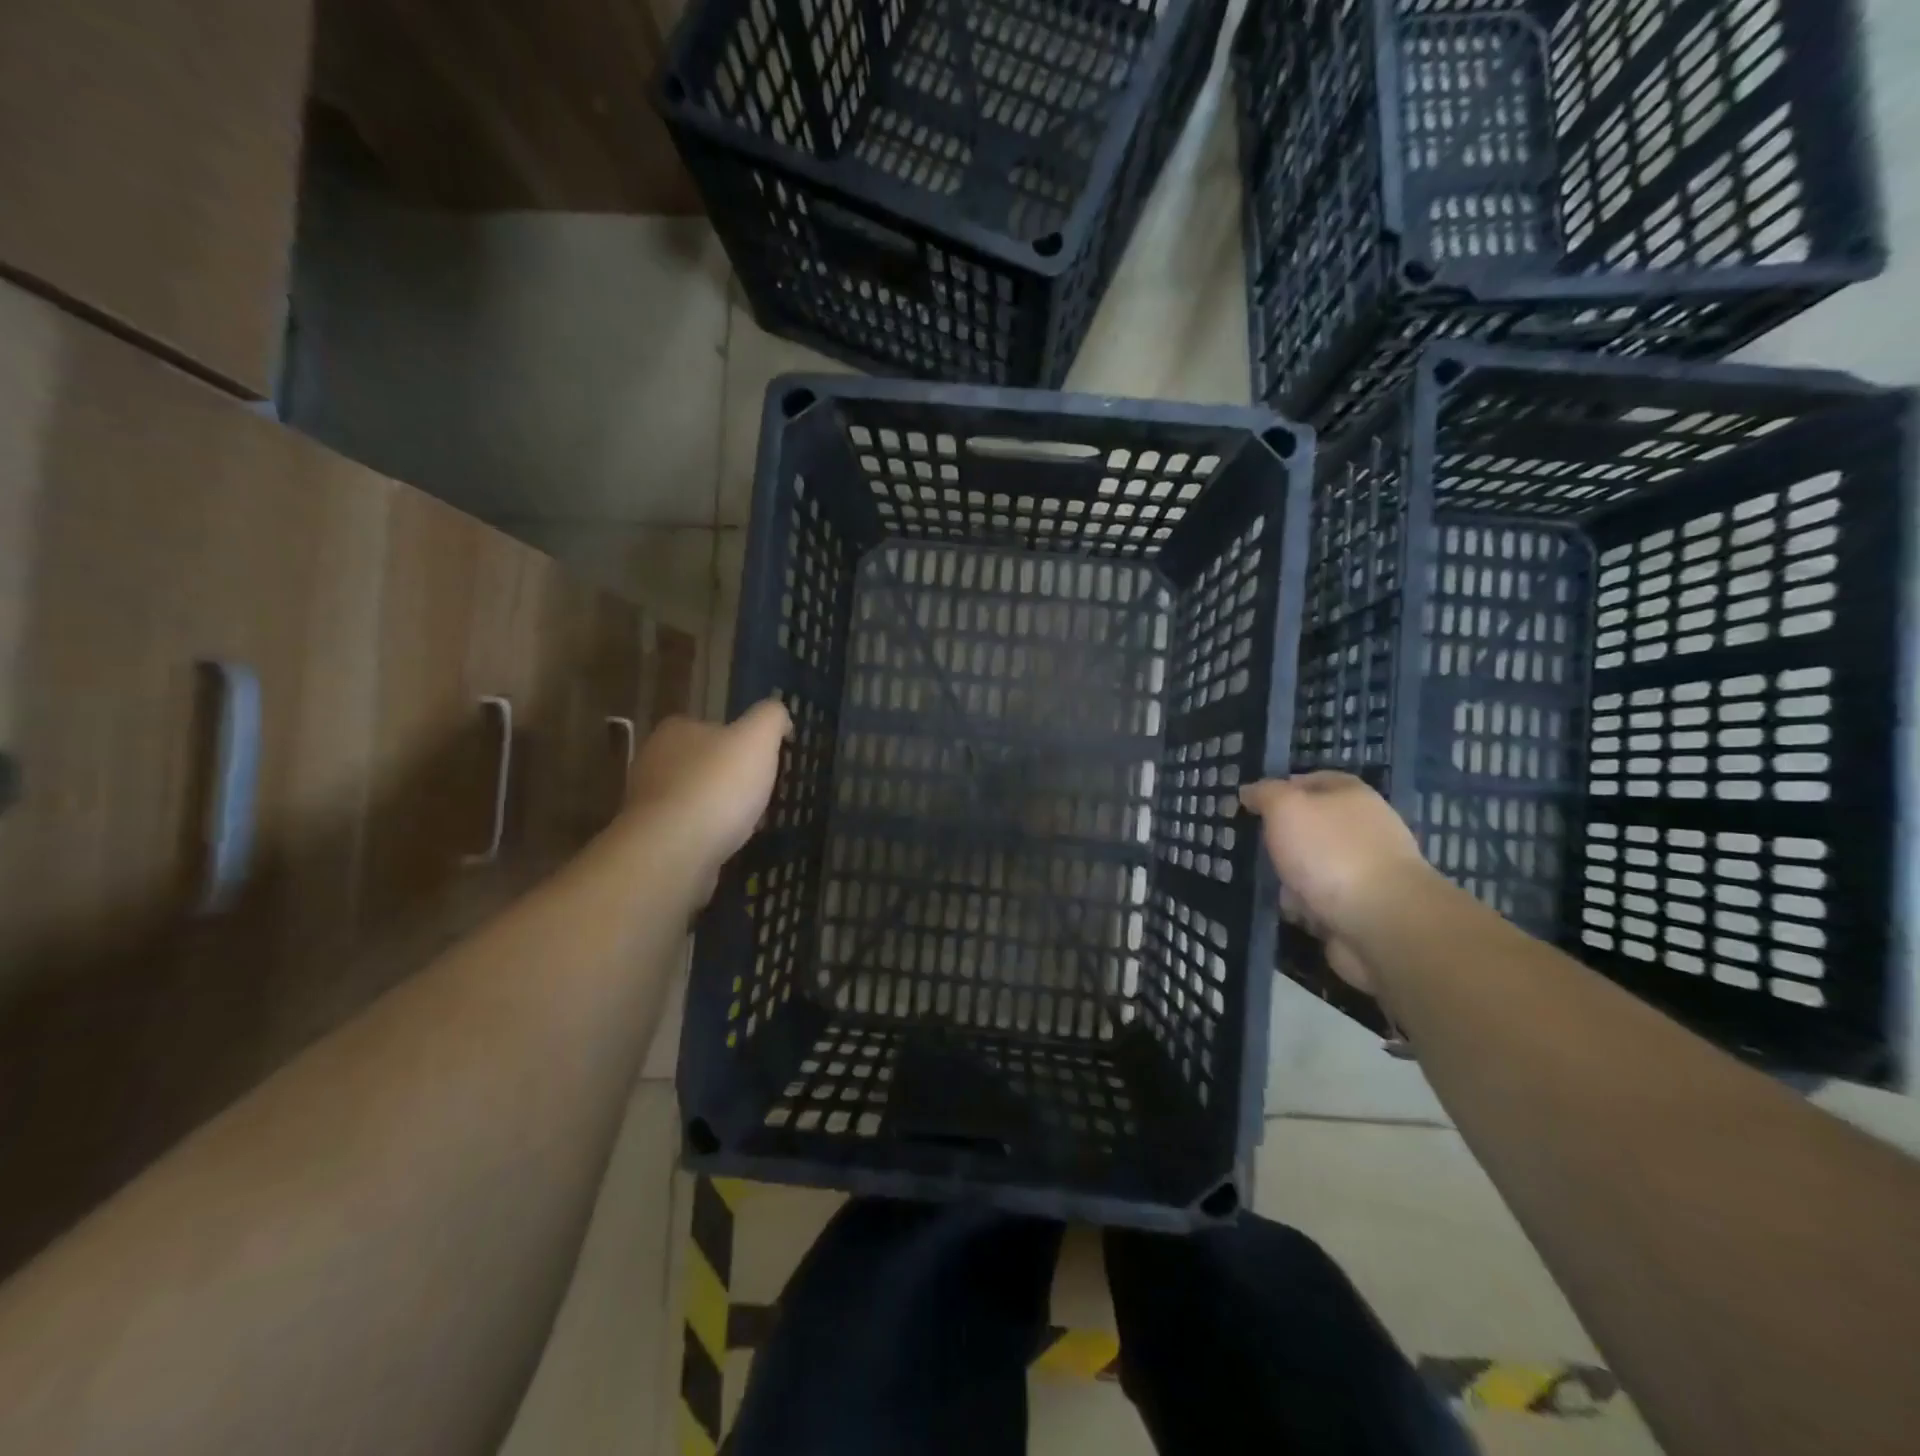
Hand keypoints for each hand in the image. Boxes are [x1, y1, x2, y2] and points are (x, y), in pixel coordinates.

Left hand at [626, 699, 789, 884]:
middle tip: (762, 793)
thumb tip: (780, 716)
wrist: (675, 850)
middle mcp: (655, 760)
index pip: (714, 726)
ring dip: (722, 808)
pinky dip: (710, 834)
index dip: (742, 741)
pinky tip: (729, 844)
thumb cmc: (718, 785)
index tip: (765, 761)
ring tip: (751, 822)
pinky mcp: (653, 837)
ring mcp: (649, 802)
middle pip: (705, 763)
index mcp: (677, 730)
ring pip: (698, 797)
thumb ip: (771, 717)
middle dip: (732, 777)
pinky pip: (690, 829)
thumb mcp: (758, 738)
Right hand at [1239, 772, 1431, 992]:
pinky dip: (1306, 908)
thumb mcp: (1286, 807)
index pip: (1312, 781)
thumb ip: (1265, 794)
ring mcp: (1367, 870)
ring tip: (1273, 887)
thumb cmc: (1330, 852)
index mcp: (1352, 795)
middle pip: (1313, 827)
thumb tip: (1250, 791)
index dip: (1281, 790)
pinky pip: (1323, 901)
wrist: (1382, 921)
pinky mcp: (1365, 908)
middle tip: (1258, 848)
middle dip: (1284, 840)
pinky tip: (1294, 913)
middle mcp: (1364, 828)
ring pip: (1315, 866)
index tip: (1252, 807)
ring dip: (1292, 878)